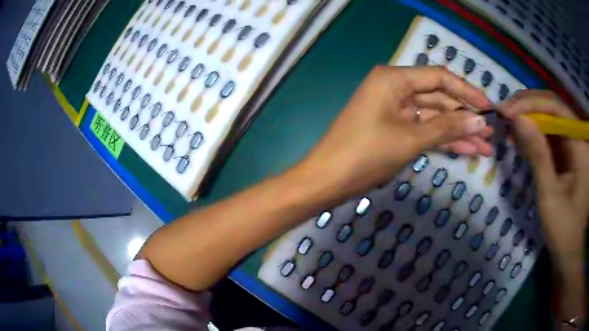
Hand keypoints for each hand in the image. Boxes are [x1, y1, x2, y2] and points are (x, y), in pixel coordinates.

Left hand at [297, 66, 493, 196]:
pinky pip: (424, 130)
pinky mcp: (394, 129)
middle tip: (491, 134)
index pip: (439, 78)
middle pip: (439, 98)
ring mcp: (395, 110)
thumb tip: (480, 121)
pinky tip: (466, 150)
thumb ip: (447, 127)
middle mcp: (394, 89)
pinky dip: (443, 140)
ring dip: (459, 132)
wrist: (326, 181)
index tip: (489, 107)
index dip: (467, 91)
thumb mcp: (410, 139)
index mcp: (393, 79)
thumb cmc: (364, 155)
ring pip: (434, 117)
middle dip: (465, 117)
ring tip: (485, 147)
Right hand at [499, 91, 588, 258]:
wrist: (569, 251)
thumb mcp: (550, 195)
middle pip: (552, 108)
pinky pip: (549, 135)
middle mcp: (576, 136)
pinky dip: (533, 134)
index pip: (556, 108)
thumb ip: (537, 155)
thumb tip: (517, 119)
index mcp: (579, 144)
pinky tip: (519, 136)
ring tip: (507, 123)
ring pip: (549, 119)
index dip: (531, 104)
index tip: (507, 110)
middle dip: (528, 107)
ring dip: (528, 118)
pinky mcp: (566, 154)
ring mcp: (571, 144)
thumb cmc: (564, 229)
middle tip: (504, 112)